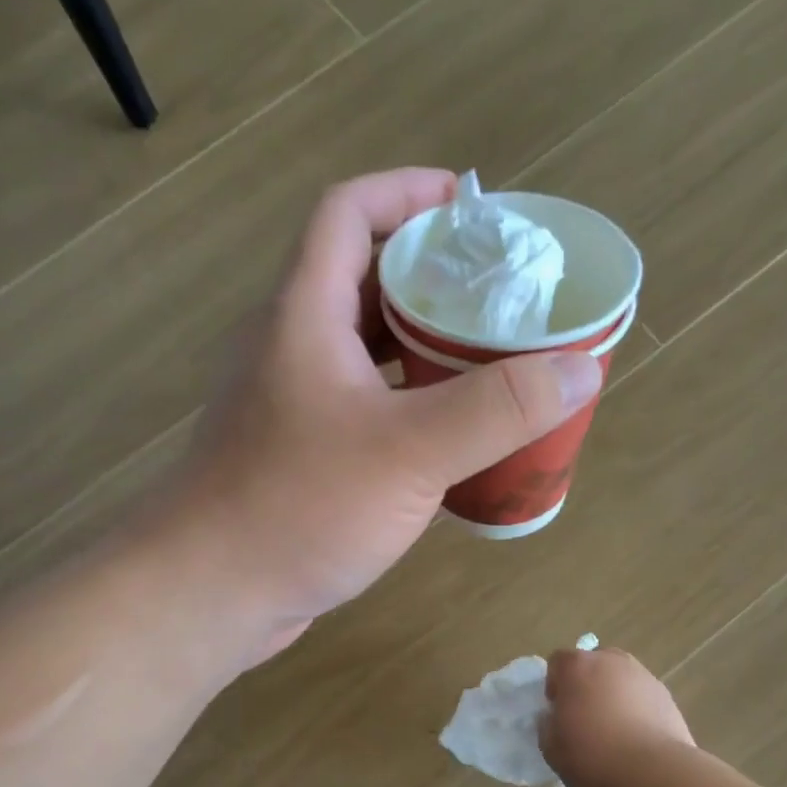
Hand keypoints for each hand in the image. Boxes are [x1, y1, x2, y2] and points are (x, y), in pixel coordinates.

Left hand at [169, 169, 603, 656]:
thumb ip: (496, 408)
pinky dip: (409, 408)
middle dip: (434, 276)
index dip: (408, 192)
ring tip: (493, 361)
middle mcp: (292, 347)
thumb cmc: (297, 506)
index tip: (473, 208)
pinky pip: (363, 407)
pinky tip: (452, 439)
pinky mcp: (299, 454)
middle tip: (504, 295)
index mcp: (304, 314)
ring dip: (425, 348)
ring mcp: (292, 404)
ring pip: (366, 351)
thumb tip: (580, 368)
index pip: (348, 213)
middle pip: (364, 280)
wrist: (206, 594)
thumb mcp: (409, 452)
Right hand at [541, 646, 694, 786]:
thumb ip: (548, 724)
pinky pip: (642, 697)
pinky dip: (637, 710)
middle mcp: (611, 661)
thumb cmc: (592, 756)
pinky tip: (637, 740)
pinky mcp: (666, 696)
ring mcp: (643, 676)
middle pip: (593, 665)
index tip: (558, 712)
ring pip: (620, 679)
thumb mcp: (550, 747)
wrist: (653, 774)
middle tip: (585, 719)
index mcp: (577, 666)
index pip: (558, 662)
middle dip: (587, 685)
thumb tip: (554, 716)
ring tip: (615, 732)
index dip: (555, 686)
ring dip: (614, 696)